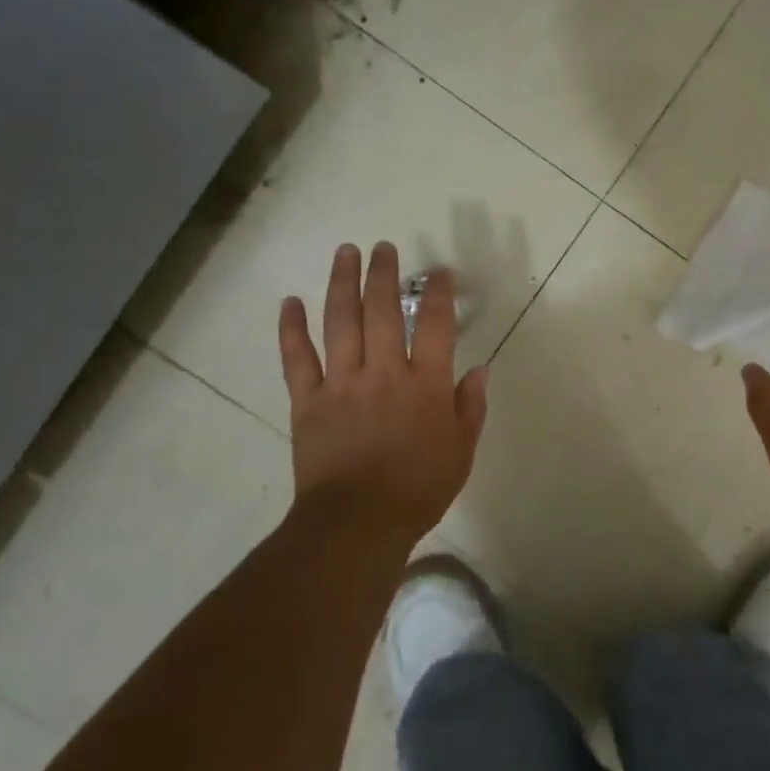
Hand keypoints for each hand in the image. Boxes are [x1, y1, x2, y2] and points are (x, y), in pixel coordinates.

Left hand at [279, 242, 488, 543]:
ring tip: (345, 252)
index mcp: (425, 385)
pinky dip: (291, 328)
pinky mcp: (307, 400)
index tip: (439, 271)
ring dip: (342, 283)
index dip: (438, 293)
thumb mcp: (460, 452)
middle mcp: (383, 372)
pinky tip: (290, 301)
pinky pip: (296, 357)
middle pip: (382, 310)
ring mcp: (341, 383)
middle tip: (383, 247)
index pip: (434, 325)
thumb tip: (479, 370)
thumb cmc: (418, 489)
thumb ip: (469, 408)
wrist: (357, 523)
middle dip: (384, 274)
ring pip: (340, 322)